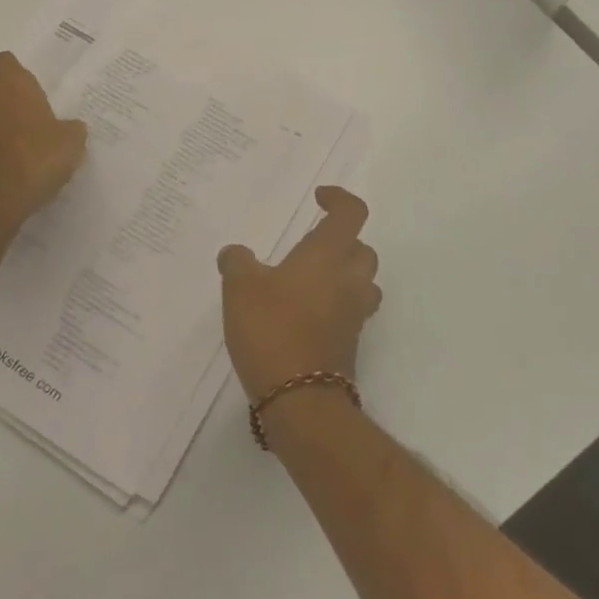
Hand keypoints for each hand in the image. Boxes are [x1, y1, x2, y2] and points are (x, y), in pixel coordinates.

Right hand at [218, 187, 381, 402]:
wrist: (301, 399)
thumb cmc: (272, 328)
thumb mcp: (240, 287)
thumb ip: (238, 262)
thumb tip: (236, 253)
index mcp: (329, 254)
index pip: (352, 212)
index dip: (339, 199)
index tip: (319, 198)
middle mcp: (350, 279)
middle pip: (362, 249)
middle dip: (341, 241)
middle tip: (310, 245)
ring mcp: (354, 314)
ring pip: (361, 282)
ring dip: (342, 275)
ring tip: (308, 280)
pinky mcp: (350, 344)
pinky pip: (349, 312)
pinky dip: (334, 305)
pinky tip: (301, 314)